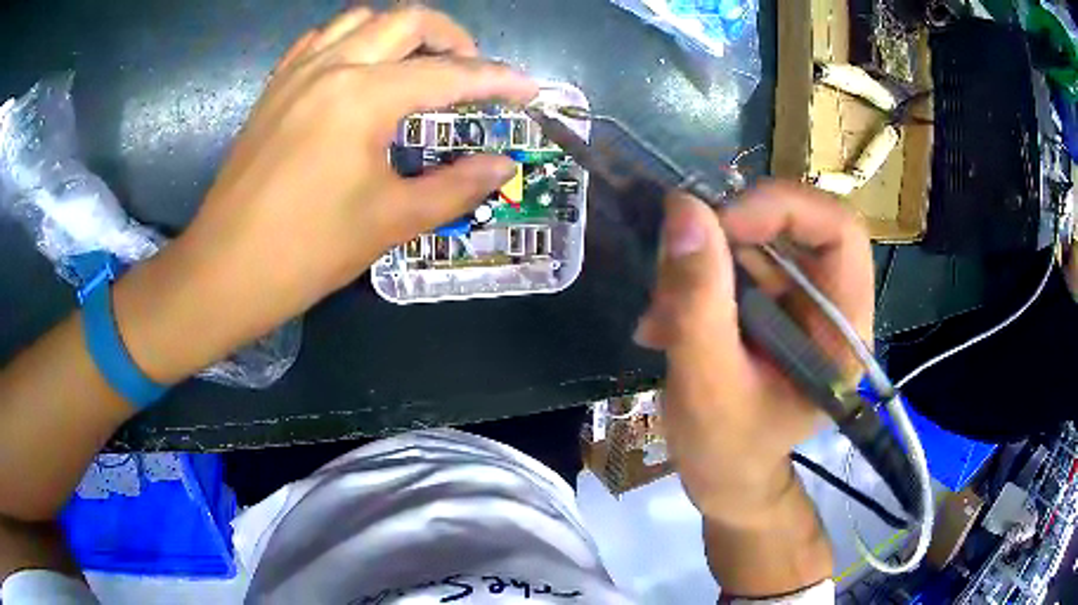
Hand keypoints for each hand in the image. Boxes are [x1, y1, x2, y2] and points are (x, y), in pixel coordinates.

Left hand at [119, 7, 536, 382]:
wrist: (224, 272)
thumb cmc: (306, 252)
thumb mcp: (390, 221)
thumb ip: (456, 186)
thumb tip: (503, 165)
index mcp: (364, 97)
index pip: (450, 75)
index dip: (497, 80)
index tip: (528, 89)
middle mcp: (332, 67)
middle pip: (407, 20)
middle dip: (452, 37)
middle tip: (472, 71)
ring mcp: (297, 72)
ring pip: (361, 19)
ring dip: (400, 32)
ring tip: (418, 65)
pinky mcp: (274, 88)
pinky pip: (321, 39)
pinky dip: (353, 40)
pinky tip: (360, 69)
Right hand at [634, 181, 873, 524]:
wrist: (725, 478)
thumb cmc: (725, 450)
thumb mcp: (706, 383)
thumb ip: (697, 299)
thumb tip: (685, 208)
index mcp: (843, 330)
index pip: (840, 230)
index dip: (783, 209)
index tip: (719, 225)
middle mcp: (832, 305)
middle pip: (794, 225)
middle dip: (727, 238)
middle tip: (675, 273)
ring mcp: (801, 302)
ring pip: (756, 240)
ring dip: (701, 263)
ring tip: (664, 315)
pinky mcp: (773, 304)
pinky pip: (735, 261)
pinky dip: (695, 278)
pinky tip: (667, 320)